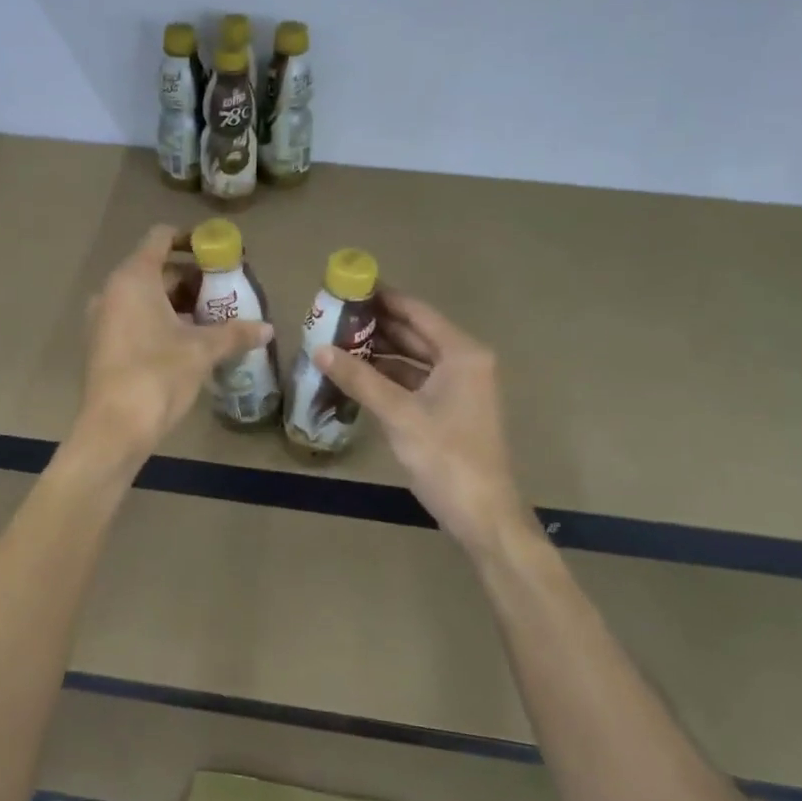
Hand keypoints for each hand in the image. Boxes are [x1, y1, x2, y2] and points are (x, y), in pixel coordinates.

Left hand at [78, 224, 272, 461]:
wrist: (115, 428)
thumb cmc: (158, 374)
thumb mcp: (202, 351)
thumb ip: (235, 334)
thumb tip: (267, 329)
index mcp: (134, 278)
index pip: (161, 237)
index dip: (191, 239)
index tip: (219, 253)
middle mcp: (113, 291)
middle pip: (156, 269)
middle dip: (192, 278)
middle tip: (225, 291)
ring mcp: (104, 319)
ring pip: (146, 297)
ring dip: (179, 303)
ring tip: (214, 319)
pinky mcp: (104, 344)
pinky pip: (136, 319)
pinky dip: (162, 321)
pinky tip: (190, 342)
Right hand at [313, 290, 537, 559]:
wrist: (483, 514)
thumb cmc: (446, 457)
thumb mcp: (398, 415)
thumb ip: (359, 379)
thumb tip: (319, 349)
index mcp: (461, 353)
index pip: (416, 311)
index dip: (381, 297)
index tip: (347, 286)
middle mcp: (464, 361)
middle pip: (414, 332)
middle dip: (375, 325)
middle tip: (333, 315)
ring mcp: (459, 386)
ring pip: (413, 358)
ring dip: (379, 351)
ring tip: (336, 342)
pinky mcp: (450, 408)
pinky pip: (415, 380)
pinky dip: (388, 376)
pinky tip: (357, 375)